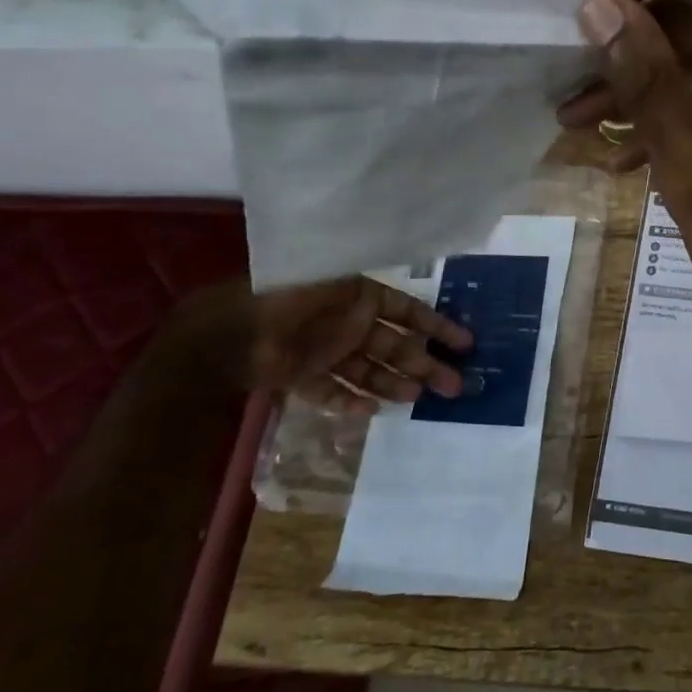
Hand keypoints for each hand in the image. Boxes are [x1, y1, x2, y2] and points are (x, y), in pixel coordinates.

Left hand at [248, 276, 473, 410]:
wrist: (226, 332)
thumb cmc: (287, 298)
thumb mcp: (335, 279)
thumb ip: (370, 287)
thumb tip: (409, 288)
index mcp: (359, 296)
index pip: (409, 312)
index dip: (438, 327)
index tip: (466, 344)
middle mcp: (348, 323)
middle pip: (396, 347)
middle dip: (426, 364)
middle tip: (455, 387)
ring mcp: (326, 351)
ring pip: (370, 371)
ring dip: (394, 384)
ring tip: (416, 399)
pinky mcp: (302, 376)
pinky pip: (333, 391)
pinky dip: (350, 401)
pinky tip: (371, 412)